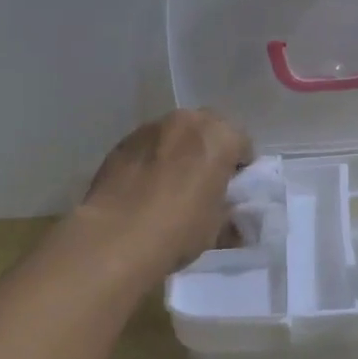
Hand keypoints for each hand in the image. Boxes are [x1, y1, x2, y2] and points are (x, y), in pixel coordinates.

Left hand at [78, 110, 253, 280]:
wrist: (115, 237)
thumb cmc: (179, 229)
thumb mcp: (217, 227)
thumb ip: (228, 211)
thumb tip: (231, 219)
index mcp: (220, 137)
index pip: (242, 143)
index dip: (240, 166)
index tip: (232, 188)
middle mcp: (187, 122)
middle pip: (208, 128)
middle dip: (209, 149)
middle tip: (204, 181)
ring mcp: (151, 128)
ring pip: (175, 133)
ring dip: (179, 150)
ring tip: (170, 184)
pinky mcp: (123, 142)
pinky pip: (148, 145)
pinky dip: (152, 158)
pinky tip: (144, 187)